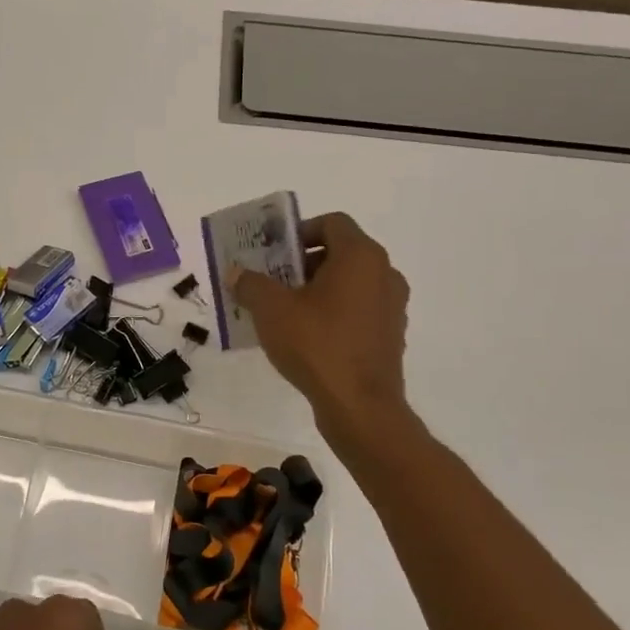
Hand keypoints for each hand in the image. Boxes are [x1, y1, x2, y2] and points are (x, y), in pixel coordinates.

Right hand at [231, 212, 415, 448]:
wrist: (359, 406)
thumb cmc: (316, 345)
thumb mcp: (271, 310)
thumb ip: (251, 284)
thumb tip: (236, 273)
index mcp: (361, 256)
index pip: (332, 222)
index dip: (300, 231)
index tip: (274, 254)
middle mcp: (385, 273)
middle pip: (341, 252)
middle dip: (303, 263)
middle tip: (273, 283)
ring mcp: (392, 306)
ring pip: (350, 283)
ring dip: (318, 290)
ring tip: (285, 313)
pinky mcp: (391, 335)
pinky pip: (358, 311)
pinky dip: (334, 313)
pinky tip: (307, 338)